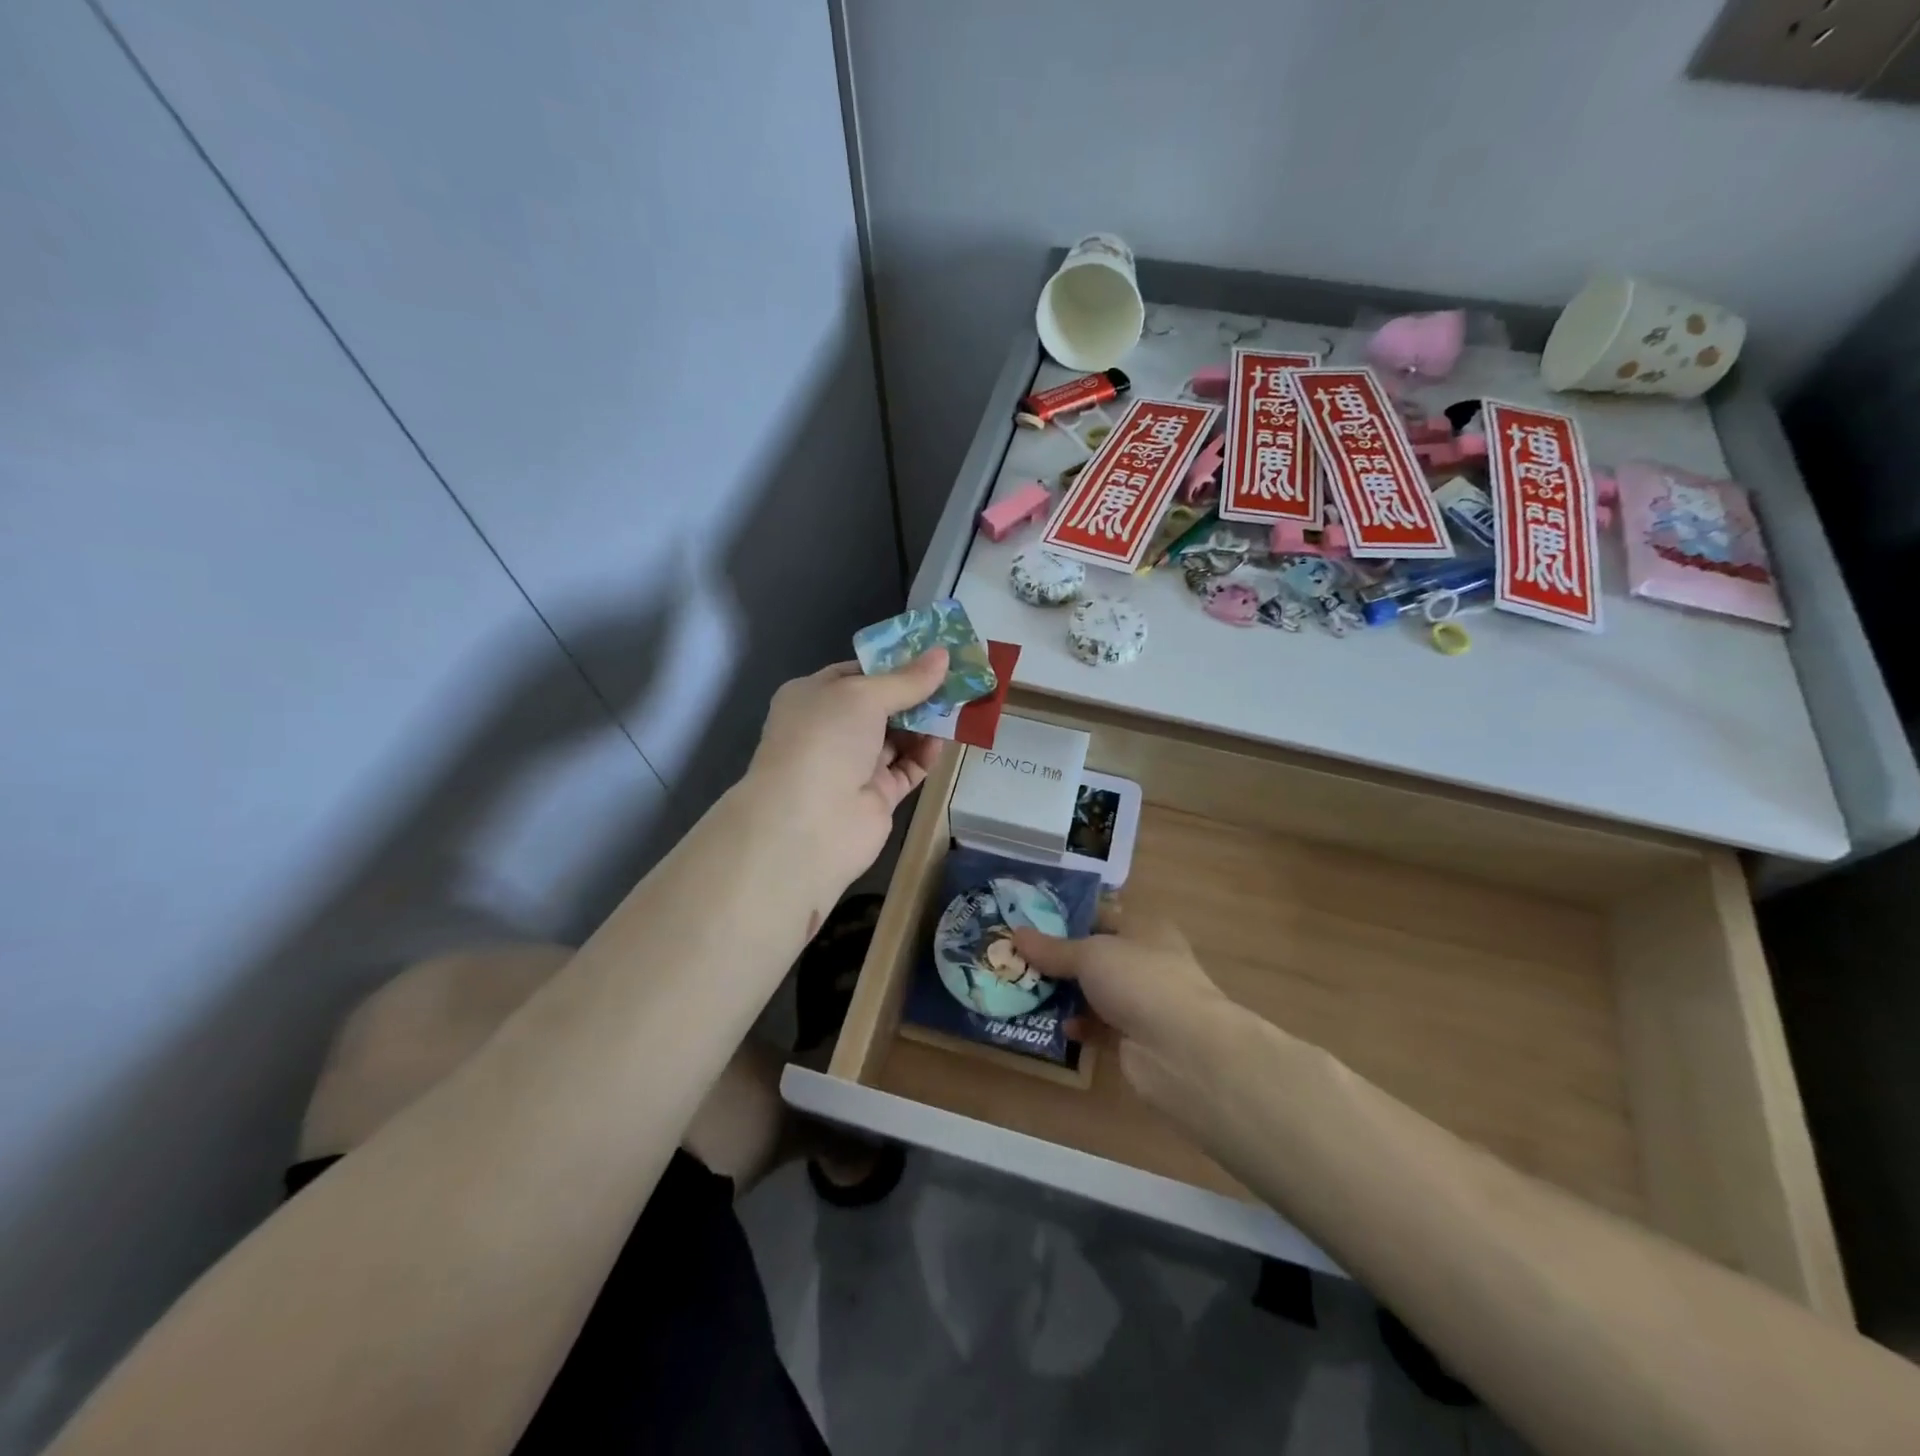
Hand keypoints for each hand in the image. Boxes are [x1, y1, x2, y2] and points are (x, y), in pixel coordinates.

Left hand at [744, 648, 949, 900]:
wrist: (808, 822)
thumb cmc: (825, 740)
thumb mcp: (864, 695)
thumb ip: (907, 679)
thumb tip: (942, 654)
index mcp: (813, 697)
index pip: (857, 673)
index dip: (893, 664)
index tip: (932, 654)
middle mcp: (830, 730)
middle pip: (881, 706)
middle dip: (916, 693)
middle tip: (956, 678)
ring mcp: (853, 765)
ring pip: (897, 738)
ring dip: (925, 722)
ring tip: (959, 704)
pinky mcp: (876, 797)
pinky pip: (907, 769)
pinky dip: (925, 755)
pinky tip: (943, 740)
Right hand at [1012, 908, 1238, 1112]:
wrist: (1182, 1050)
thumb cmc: (1139, 980)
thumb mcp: (1090, 954)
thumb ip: (1053, 949)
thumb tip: (1016, 934)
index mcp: (1145, 929)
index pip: (1101, 917)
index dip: (1068, 919)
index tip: (1031, 925)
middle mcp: (1146, 962)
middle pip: (1096, 956)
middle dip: (1061, 960)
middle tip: (1019, 961)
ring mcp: (1143, 1003)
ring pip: (1097, 993)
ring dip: (1067, 995)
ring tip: (1027, 992)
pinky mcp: (1136, 1039)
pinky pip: (1100, 1028)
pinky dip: (1080, 1027)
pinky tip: (1057, 1027)